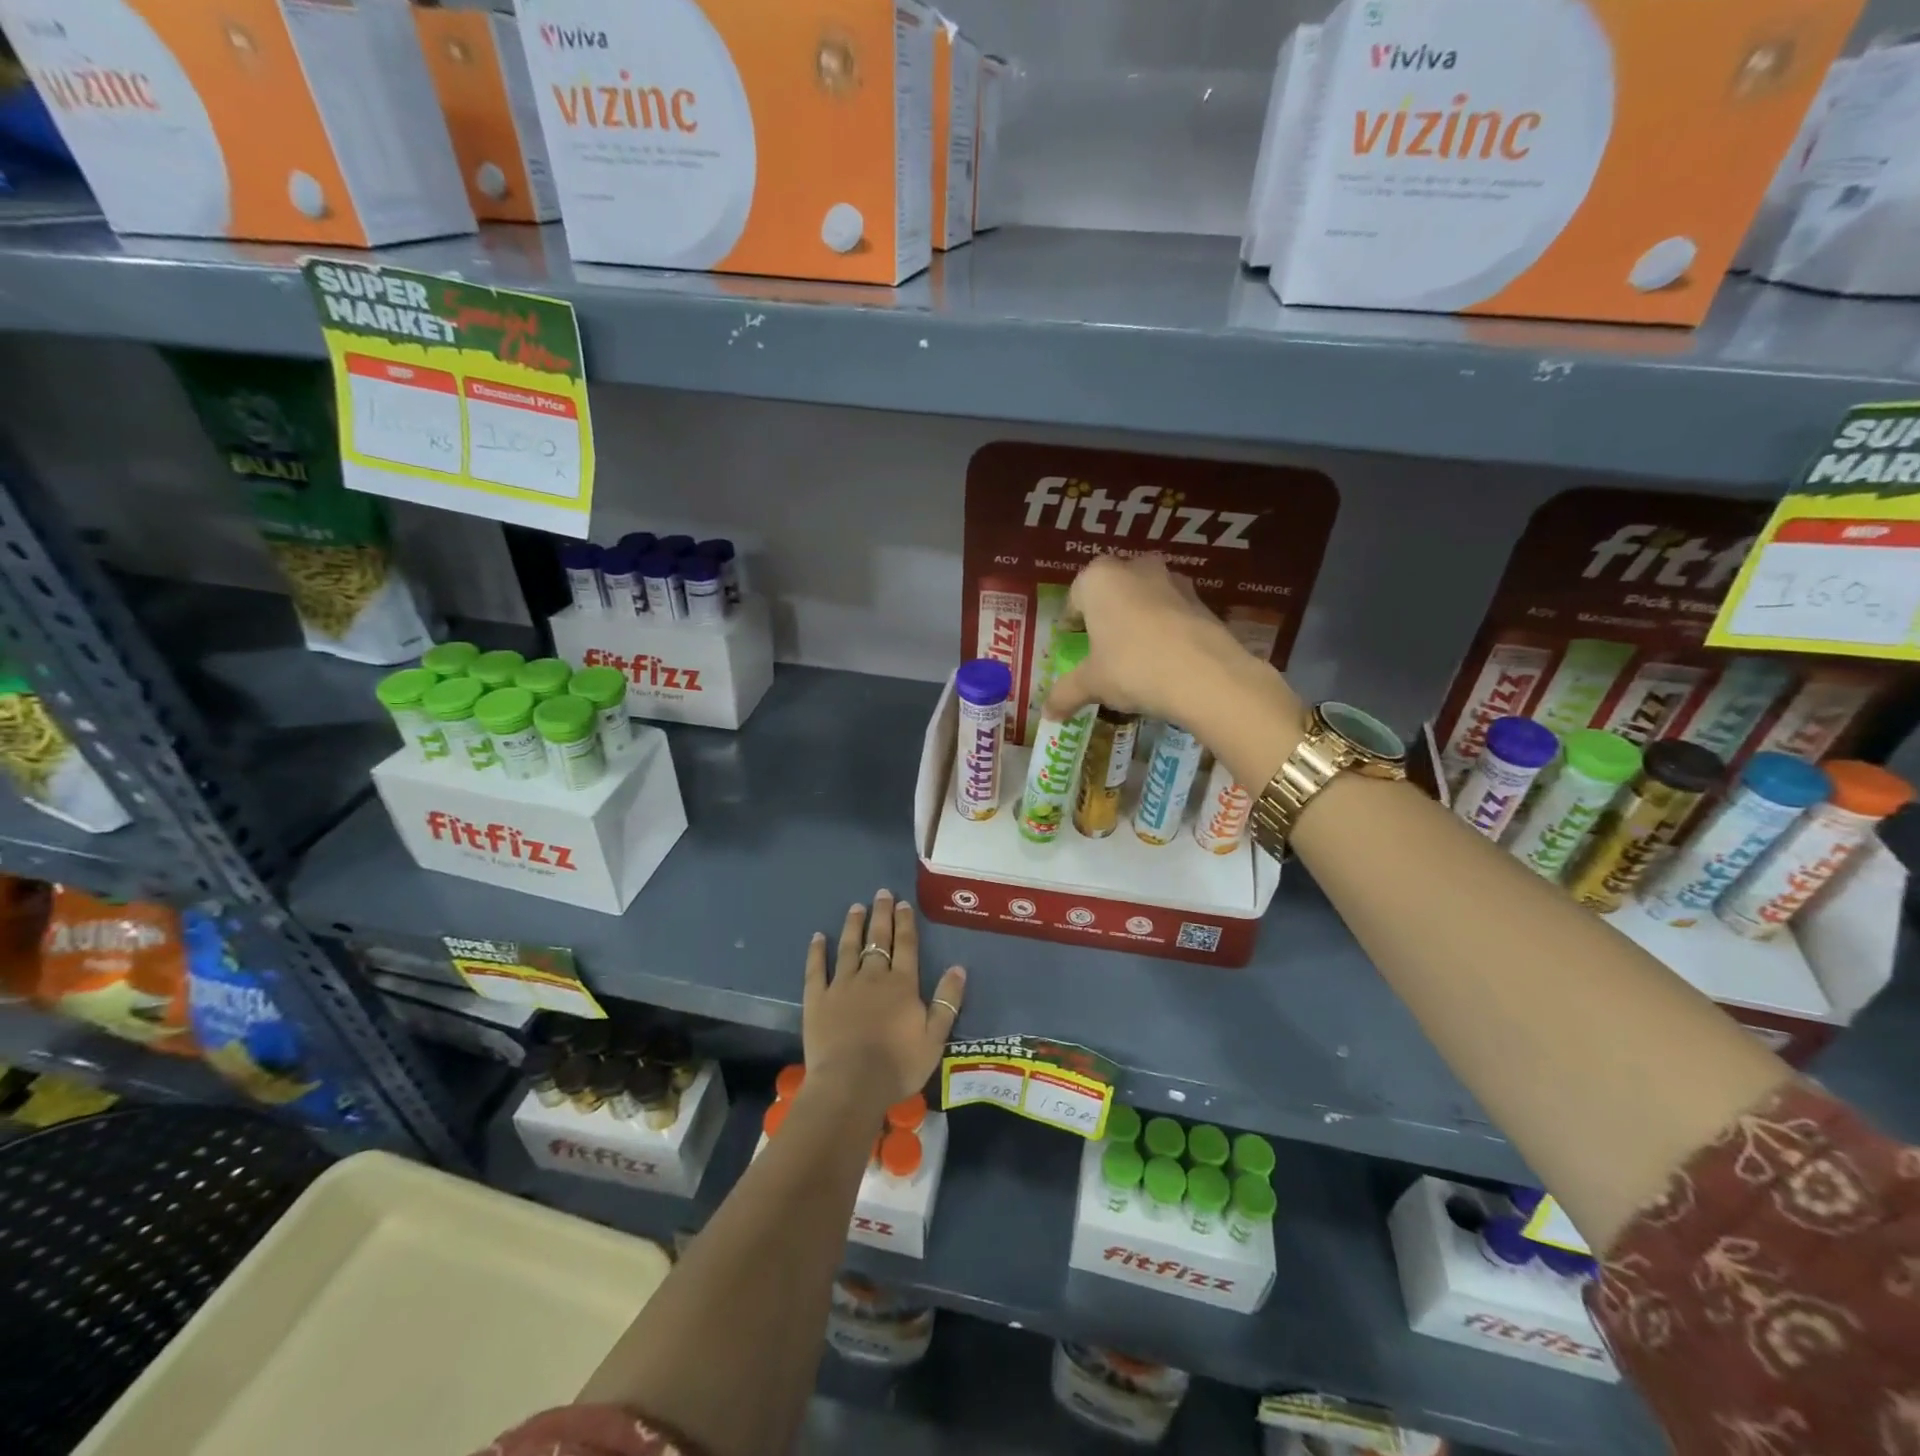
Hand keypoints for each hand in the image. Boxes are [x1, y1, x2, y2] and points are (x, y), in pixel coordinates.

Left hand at [802, 890, 965, 1112]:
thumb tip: (958, 968)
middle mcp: (873, 976)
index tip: (903, 904)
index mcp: (902, 984)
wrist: (852, 1084)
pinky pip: (817, 969)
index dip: (906, 923)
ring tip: (856, 907)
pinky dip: (817, 952)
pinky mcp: (818, 999)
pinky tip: (817, 937)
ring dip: (853, 926)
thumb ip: (947, 1002)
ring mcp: (842, 985)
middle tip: (881, 893)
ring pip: (849, 948)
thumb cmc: (898, 1065)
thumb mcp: (935, 1038)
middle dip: (881, 915)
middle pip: (878, 939)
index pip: (906, 946)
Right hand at [1045, 555, 1298, 732]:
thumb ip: (1066, 693)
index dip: (1071, 622)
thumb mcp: (1092, 684)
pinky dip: (1164, 629)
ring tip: (1134, 655)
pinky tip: (1164, 658)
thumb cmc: (1132, 668)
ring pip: (1144, 597)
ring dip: (1137, 619)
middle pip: (1111, 591)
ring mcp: (1172, 580)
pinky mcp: (1201, 599)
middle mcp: (1134, 568)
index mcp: (1098, 579)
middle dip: (1106, 615)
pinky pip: (1171, 612)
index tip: (1073, 642)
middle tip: (1102, 648)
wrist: (1205, 675)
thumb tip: (1048, 714)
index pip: (1075, 596)